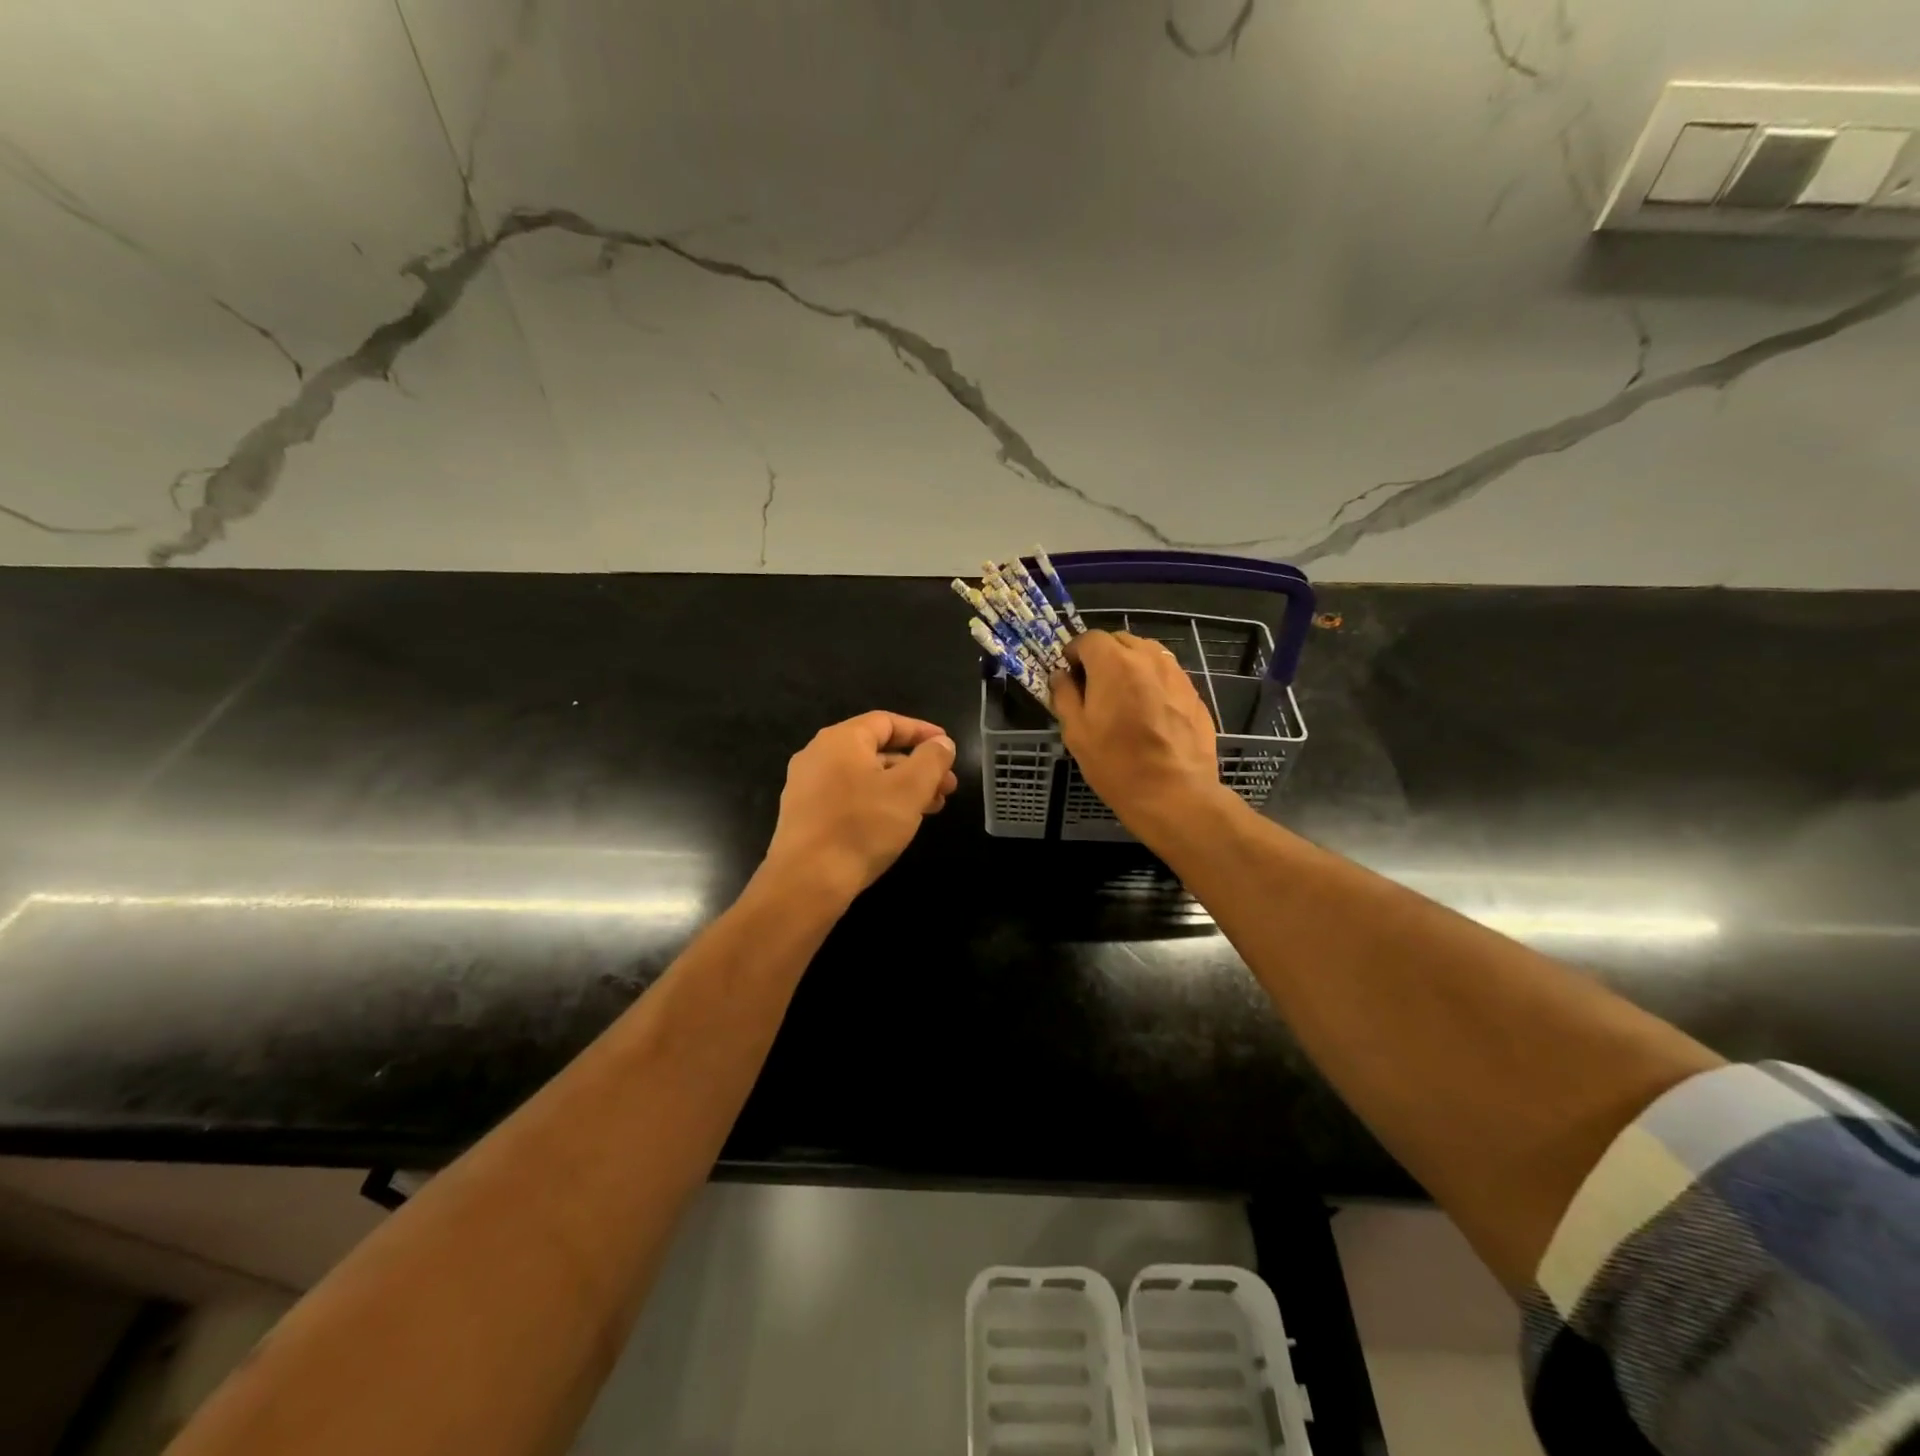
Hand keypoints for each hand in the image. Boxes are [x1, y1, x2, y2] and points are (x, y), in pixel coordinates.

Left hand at [762, 711, 958, 903]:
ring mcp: (808, 786)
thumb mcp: (910, 789)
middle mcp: (818, 755)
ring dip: (901, 788)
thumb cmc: (862, 826)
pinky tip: (899, 824)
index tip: (948, 747)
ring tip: (932, 808)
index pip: (887, 722)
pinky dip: (879, 803)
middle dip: (917, 767)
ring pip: (865, 777)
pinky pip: (850, 798)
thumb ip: (931, 760)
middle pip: (877, 750)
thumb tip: (942, 744)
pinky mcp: (806, 816)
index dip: (922, 732)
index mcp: (841, 739)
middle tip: (947, 786)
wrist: (807, 881)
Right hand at [1051, 631, 1220, 834]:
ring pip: (1147, 654)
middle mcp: (1148, 658)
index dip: (1074, 653)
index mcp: (1114, 663)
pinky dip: (1152, 682)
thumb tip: (1062, 676)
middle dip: (1103, 655)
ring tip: (1123, 697)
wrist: (1174, 793)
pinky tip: (1149, 712)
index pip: (1089, 638)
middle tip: (1094, 686)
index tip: (1069, 674)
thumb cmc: (1116, 763)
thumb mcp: (1076, 732)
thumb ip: (1064, 695)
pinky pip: (1167, 675)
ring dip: (1130, 665)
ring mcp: (1176, 674)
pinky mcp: (1194, 693)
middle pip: (1120, 640)